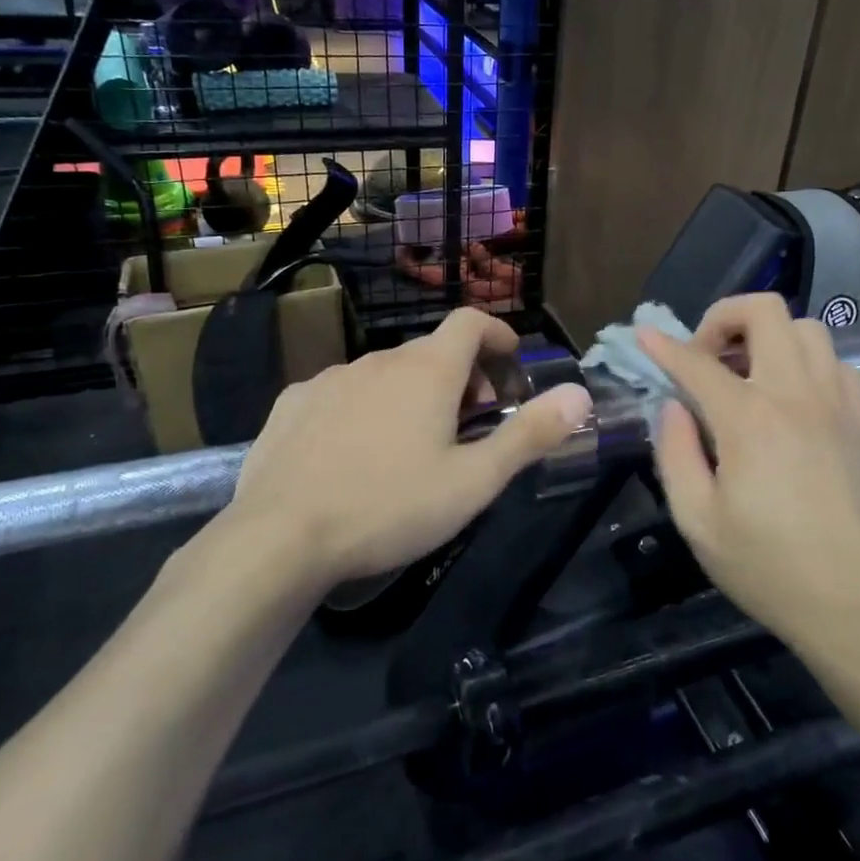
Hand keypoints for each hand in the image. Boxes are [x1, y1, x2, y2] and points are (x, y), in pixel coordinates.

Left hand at [222, 308, 592, 589]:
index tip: (510, 363)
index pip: (470, 322)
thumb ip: (530, 434)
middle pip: (432, 352)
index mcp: (428, 371)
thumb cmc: (390, 507)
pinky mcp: (293, 403)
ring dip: (412, 394)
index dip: (497, 334)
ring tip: (413, 446)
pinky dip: (366, 408)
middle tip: (469, 425)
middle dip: (461, 377)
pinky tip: (356, 453)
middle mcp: (379, 360)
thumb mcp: (474, 481)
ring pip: (386, 373)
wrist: (279, 538)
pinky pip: (343, 392)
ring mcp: (330, 379)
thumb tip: (580, 395)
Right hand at [638, 294, 859, 655]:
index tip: (642, 336)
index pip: (698, 362)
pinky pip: (836, 362)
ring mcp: (836, 402)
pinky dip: (806, 363)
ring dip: (768, 337)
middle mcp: (796, 394)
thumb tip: (673, 406)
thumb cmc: (766, 567)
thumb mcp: (697, 520)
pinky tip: (790, 398)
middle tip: (704, 356)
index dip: (663, 346)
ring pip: (806, 327)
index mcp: (750, 420)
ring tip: (746, 374)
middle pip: (765, 312)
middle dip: (723, 318)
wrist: (852, 604)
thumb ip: (675, 452)